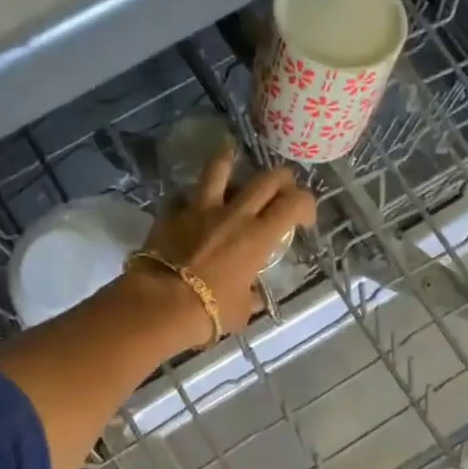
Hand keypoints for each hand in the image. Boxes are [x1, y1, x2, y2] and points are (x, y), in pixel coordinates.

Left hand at [136, 146, 315, 346]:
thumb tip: (252, 297)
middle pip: (267, 178)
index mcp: (259, 236)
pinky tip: (190, 203)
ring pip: (219, 168)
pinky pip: (183, 195)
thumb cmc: (210, 311)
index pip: (295, 204)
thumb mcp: (241, 311)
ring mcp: (200, 208)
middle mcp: (234, 214)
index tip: (304, 218)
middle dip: (281, 179)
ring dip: (229, 161)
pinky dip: (189, 197)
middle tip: (281, 190)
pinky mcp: (171, 212)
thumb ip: (250, 297)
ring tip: (231, 157)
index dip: (306, 204)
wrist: (161, 304)